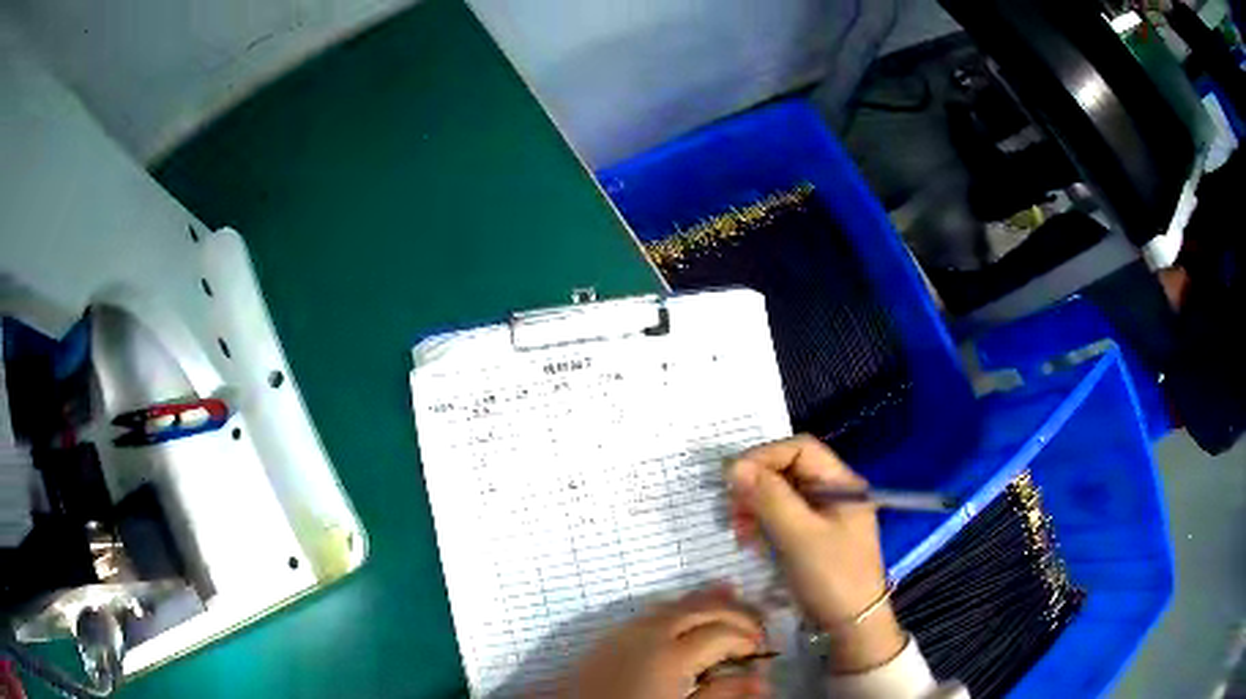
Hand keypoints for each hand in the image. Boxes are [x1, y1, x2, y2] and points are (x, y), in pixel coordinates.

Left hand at [562, 586, 770, 698]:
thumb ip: (721, 695)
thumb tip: (761, 680)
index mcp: (672, 655)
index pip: (723, 633)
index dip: (749, 638)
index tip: (763, 651)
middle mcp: (650, 634)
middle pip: (701, 609)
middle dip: (734, 612)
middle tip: (757, 625)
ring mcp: (625, 632)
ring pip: (675, 604)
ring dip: (705, 602)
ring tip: (731, 596)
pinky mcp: (608, 638)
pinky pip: (651, 612)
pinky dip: (677, 607)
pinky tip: (684, 614)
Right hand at [728, 435, 904, 673]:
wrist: (852, 624)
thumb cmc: (832, 576)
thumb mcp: (800, 536)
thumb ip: (769, 498)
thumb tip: (733, 467)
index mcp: (841, 483)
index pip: (801, 449)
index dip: (765, 455)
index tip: (733, 476)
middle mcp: (833, 492)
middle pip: (788, 470)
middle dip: (757, 485)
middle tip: (733, 509)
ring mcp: (823, 515)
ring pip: (781, 495)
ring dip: (756, 507)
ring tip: (740, 531)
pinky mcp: (811, 536)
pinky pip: (782, 518)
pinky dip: (763, 525)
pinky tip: (751, 542)